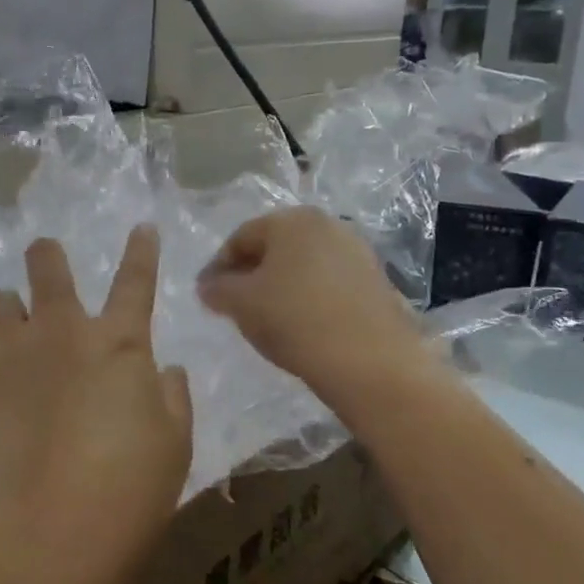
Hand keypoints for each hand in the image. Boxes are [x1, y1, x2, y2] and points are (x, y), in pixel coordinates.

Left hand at [0, 226, 192, 583]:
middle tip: (44, 255)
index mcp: (116, 343)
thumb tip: (162, 369)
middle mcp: (59, 334)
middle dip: (46, 255)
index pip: (135, 281)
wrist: (48, 533)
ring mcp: (7, 359)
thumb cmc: (129, 488)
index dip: (141, 251)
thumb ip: (171, 396)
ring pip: (0, 305)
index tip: (141, 226)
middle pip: (47, 267)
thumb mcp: (173, 443)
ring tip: (15, 343)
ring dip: (11, 314)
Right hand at [198, 207, 425, 398]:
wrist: (371, 363)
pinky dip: (309, 297)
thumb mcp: (241, 304)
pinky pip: (329, 282)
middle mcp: (328, 225)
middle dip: (251, 273)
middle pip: (275, 247)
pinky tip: (302, 324)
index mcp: (292, 220)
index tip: (206, 295)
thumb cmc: (295, 320)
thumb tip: (207, 285)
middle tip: (234, 304)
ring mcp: (357, 252)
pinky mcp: (377, 281)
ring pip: (304, 265)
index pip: (241, 237)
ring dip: (281, 285)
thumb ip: (217, 289)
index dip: (218, 266)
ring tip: (267, 317)